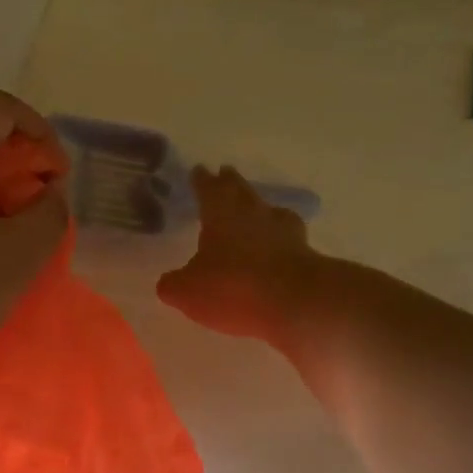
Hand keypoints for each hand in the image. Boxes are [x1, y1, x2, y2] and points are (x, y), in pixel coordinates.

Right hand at [157, 166, 317, 342]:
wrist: (296, 302)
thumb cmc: (233, 287)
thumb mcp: (188, 291)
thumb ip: (174, 284)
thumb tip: (168, 282)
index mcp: (220, 213)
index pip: (207, 188)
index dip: (201, 180)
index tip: (199, 170)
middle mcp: (252, 212)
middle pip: (239, 190)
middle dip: (230, 182)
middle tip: (226, 173)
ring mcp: (282, 229)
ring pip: (266, 208)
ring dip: (257, 206)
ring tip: (253, 207)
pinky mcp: (304, 250)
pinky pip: (287, 236)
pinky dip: (279, 236)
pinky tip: (277, 243)